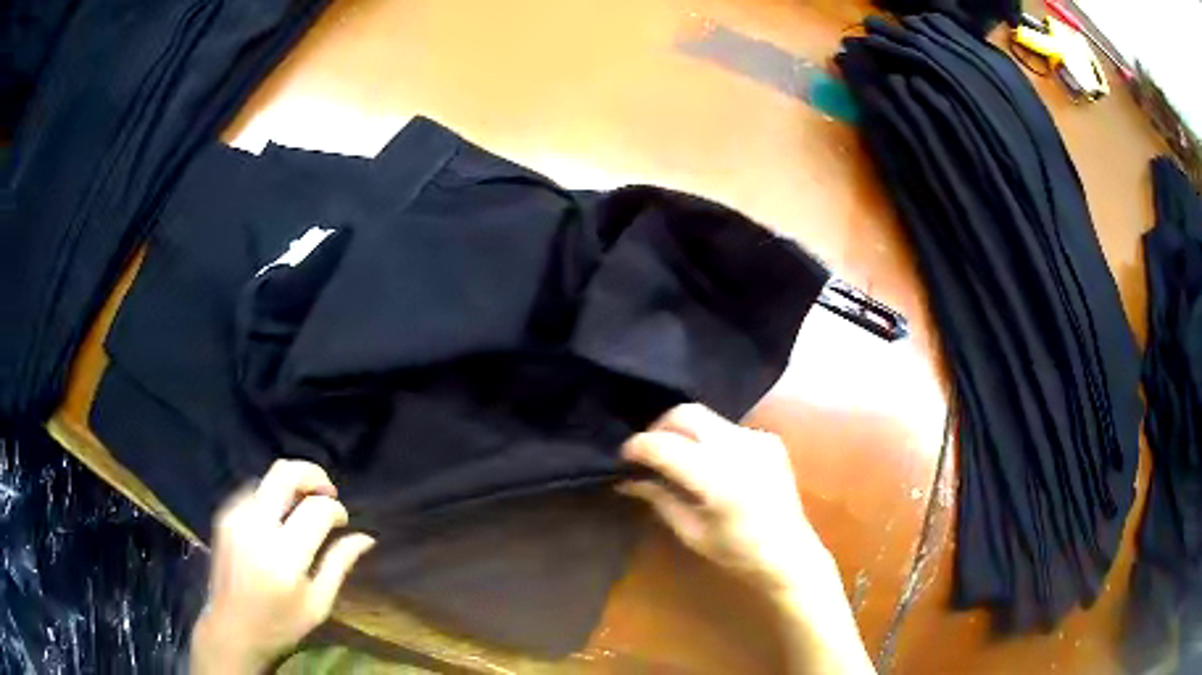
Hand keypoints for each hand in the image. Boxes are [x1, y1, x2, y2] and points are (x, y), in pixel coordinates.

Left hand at [190, 460, 375, 673]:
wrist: (230, 628)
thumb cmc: (280, 625)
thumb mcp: (318, 604)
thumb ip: (339, 565)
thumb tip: (366, 538)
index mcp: (285, 557)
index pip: (316, 509)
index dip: (336, 509)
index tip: (343, 521)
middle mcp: (256, 528)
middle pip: (285, 473)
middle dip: (313, 474)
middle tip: (328, 492)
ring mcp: (235, 518)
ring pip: (269, 477)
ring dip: (293, 485)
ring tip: (305, 506)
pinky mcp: (224, 516)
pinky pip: (253, 490)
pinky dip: (273, 495)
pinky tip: (280, 517)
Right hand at [620, 404, 834, 594]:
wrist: (790, 554)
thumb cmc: (737, 553)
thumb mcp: (691, 532)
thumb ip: (659, 498)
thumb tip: (626, 479)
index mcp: (719, 479)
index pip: (665, 445)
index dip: (638, 447)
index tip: (623, 457)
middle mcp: (740, 449)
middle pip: (686, 414)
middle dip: (659, 427)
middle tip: (646, 452)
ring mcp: (758, 439)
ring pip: (706, 417)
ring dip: (682, 431)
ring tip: (673, 457)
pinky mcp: (769, 439)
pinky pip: (726, 427)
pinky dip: (706, 438)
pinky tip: (705, 462)